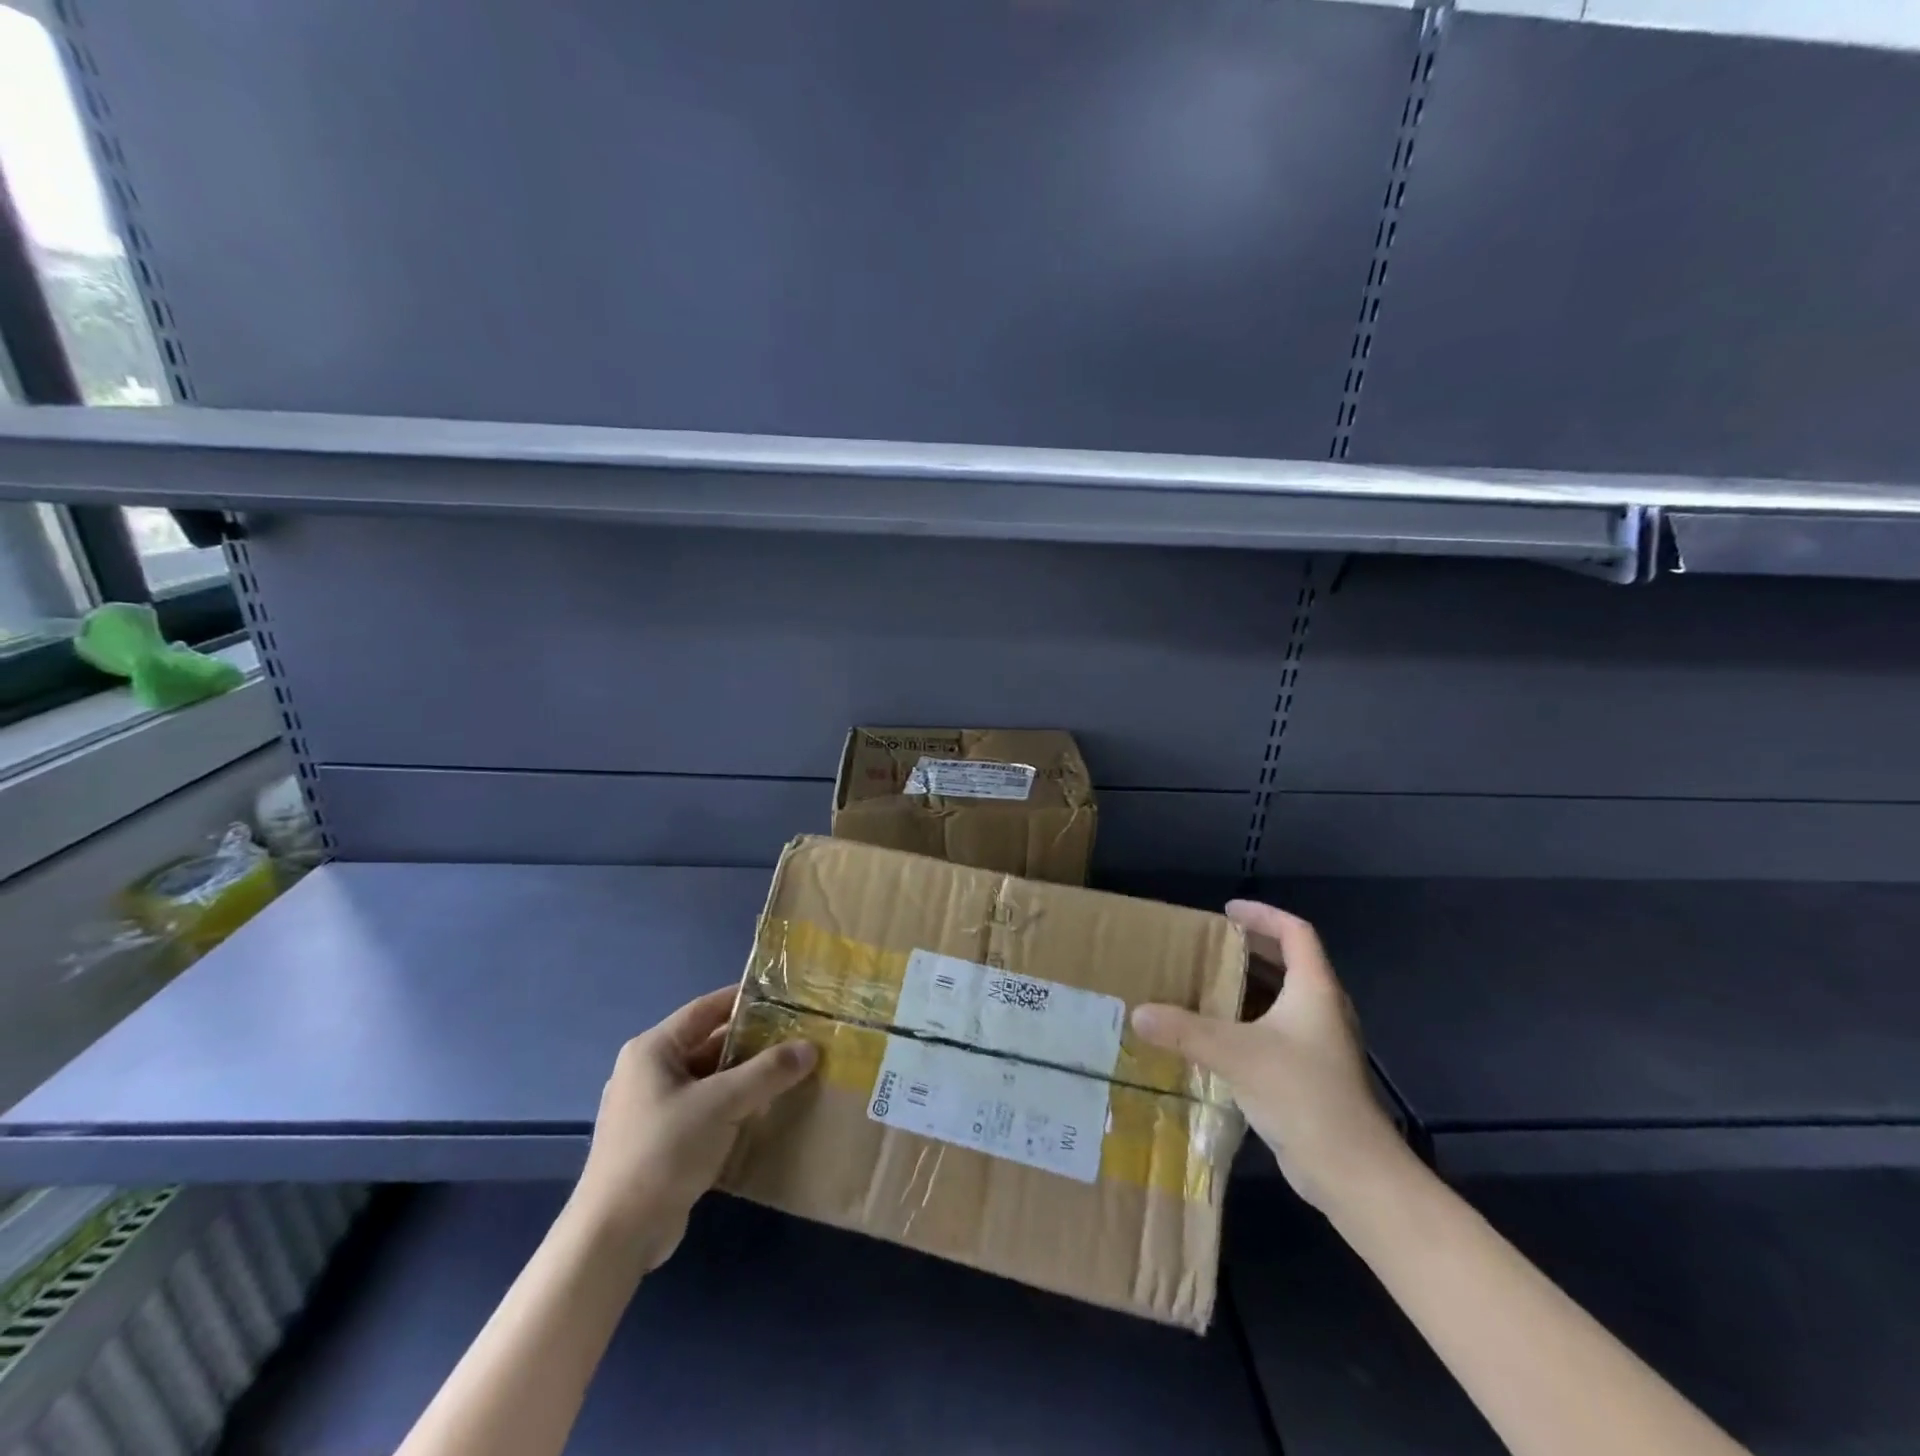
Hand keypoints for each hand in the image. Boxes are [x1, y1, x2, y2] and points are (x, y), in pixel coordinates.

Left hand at [569, 987, 816, 1267]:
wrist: (615, 1237)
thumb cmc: (664, 1151)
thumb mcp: (722, 1103)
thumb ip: (768, 1072)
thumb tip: (811, 1047)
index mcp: (653, 1049)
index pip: (707, 1008)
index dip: (746, 1000)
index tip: (787, 999)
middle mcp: (649, 1072)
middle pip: (710, 1044)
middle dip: (753, 1043)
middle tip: (799, 1039)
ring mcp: (653, 1109)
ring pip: (710, 1080)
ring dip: (746, 1079)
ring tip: (792, 1074)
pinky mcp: (661, 1142)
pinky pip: (705, 1110)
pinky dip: (733, 1108)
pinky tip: (766, 1113)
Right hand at [1132, 900, 1405, 1212]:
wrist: (1351, 1172)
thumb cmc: (1301, 1094)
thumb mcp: (1235, 1054)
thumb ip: (1184, 1030)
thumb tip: (1138, 1013)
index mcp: (1314, 989)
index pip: (1295, 932)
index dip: (1263, 915)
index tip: (1227, 911)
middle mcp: (1322, 1009)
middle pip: (1289, 962)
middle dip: (1250, 949)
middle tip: (1208, 945)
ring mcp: (1319, 1044)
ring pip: (1282, 999)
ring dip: (1247, 987)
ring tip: (1205, 983)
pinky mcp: (1311, 1074)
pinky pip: (1276, 1031)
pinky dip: (1248, 1022)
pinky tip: (1216, 1036)